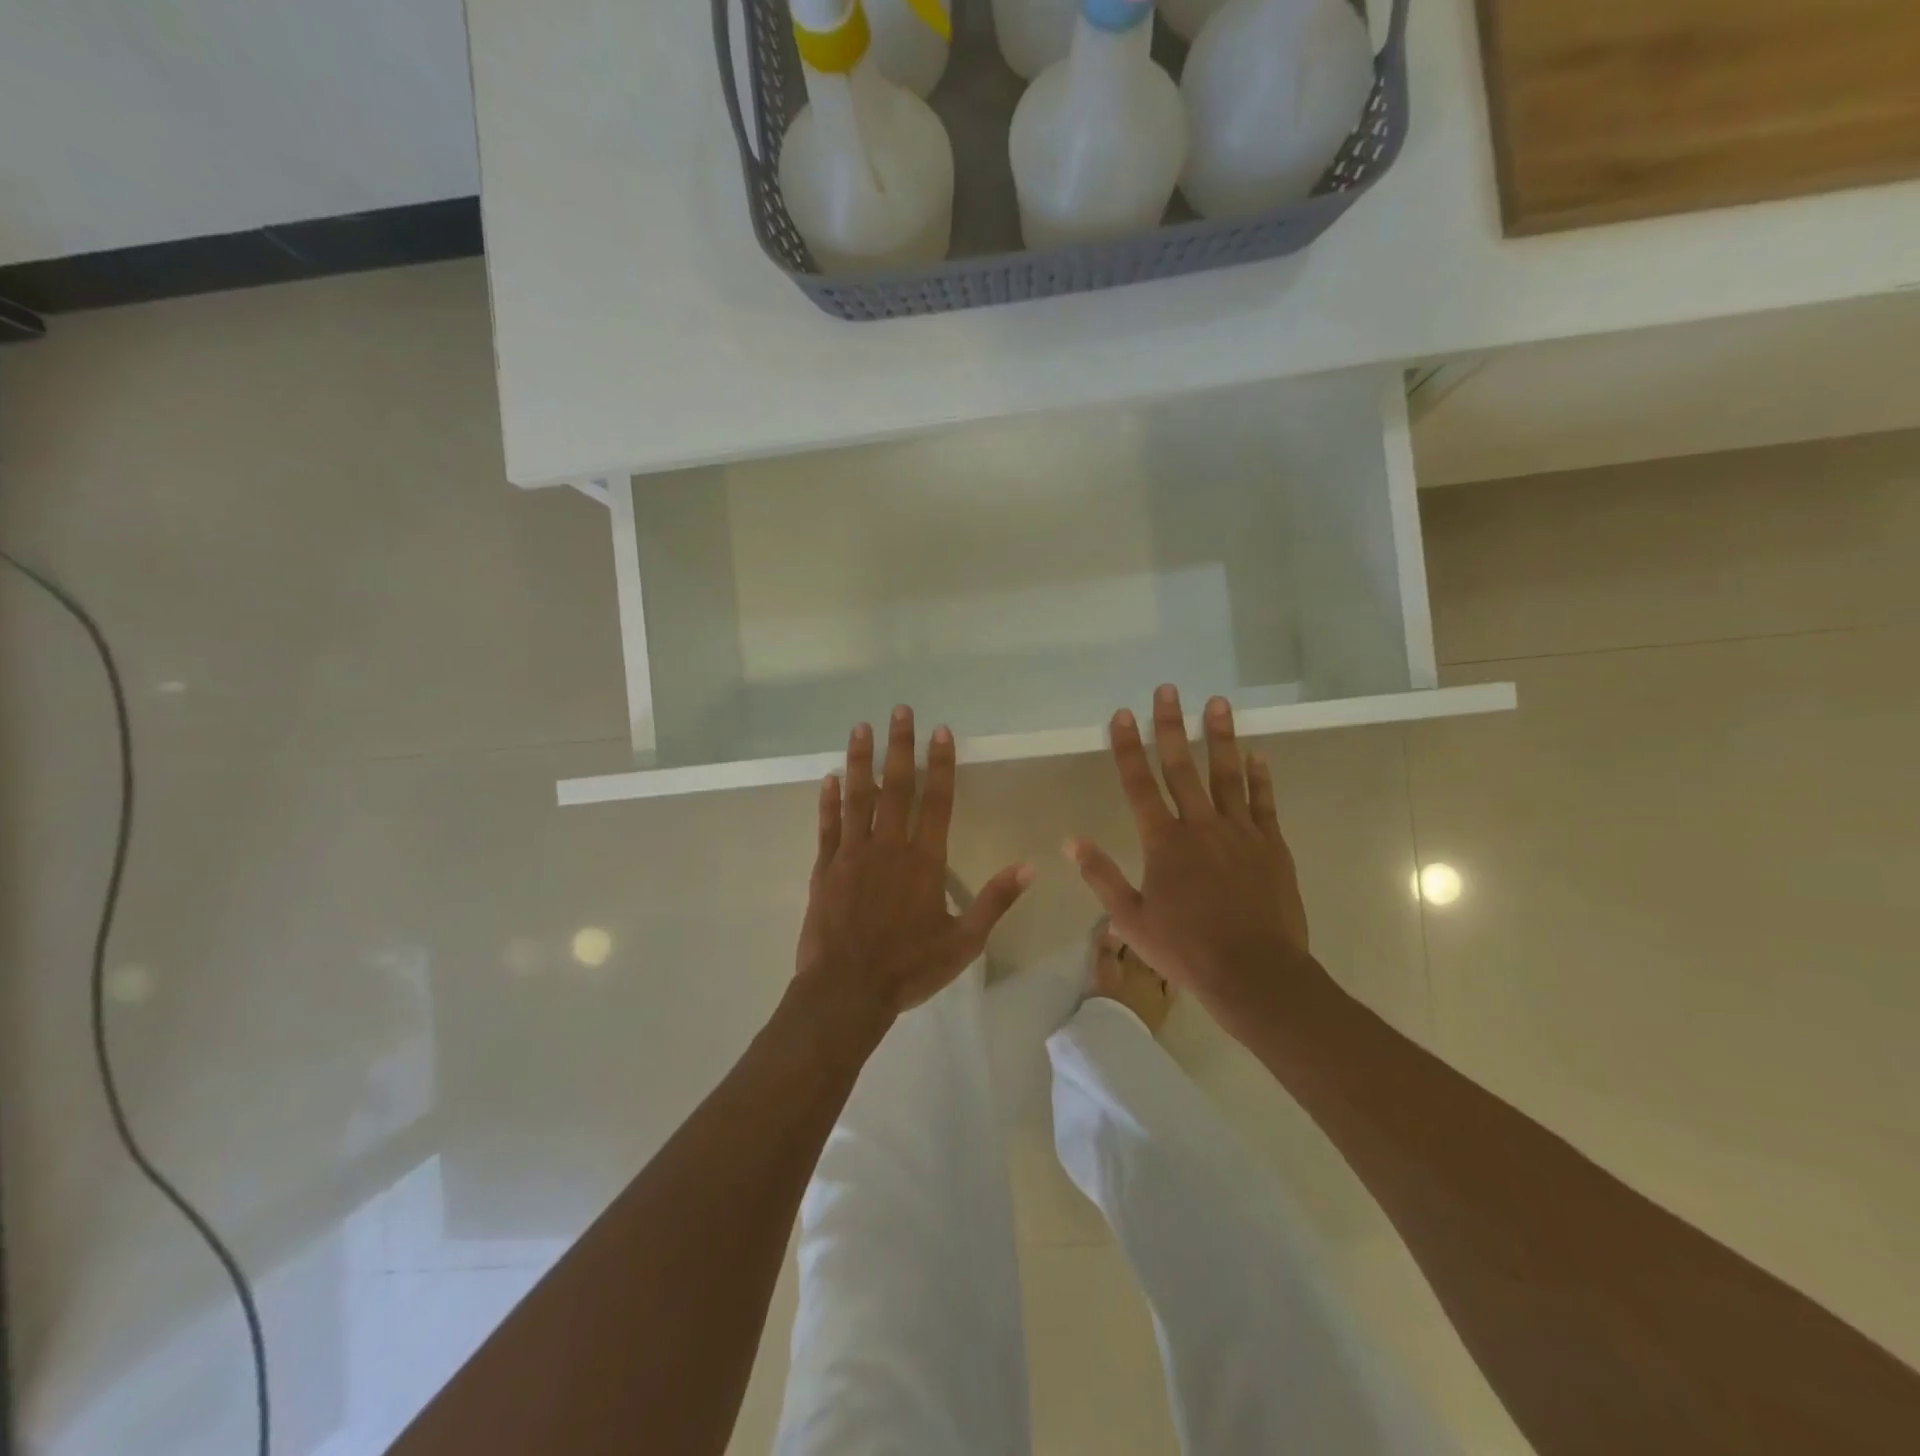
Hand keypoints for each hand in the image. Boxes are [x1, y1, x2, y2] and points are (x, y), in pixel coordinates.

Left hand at [797, 706, 1033, 1026]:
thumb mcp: (964, 942)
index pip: (936, 801)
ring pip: (857, 797)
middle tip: (900, 711)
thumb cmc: (909, 967)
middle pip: (896, 787)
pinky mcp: (824, 868)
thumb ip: (995, 901)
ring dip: (861, 760)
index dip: (940, 763)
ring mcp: (852, 854)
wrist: (847, 990)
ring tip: (861, 727)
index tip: (940, 731)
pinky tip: (829, 777)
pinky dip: (828, 800)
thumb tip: (1029, 867)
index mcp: (923, 861)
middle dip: (900, 746)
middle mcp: (888, 847)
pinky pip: (828, 825)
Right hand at [1066, 686, 1316, 1016]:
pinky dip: (1260, 778)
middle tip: (1169, 689)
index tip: (1123, 714)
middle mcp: (1201, 826)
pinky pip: (1264, 803)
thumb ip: (1102, 876)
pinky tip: (1257, 755)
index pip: (1139, 784)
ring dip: (1221, 737)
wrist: (1255, 973)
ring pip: (1227, 775)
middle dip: (1172, 726)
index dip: (1128, 747)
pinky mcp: (1271, 846)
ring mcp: (1240, 833)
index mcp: (1164, 842)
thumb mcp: (1131, 920)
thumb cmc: (1186, 949)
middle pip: (1182, 767)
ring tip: (1218, 703)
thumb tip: (1070, 841)